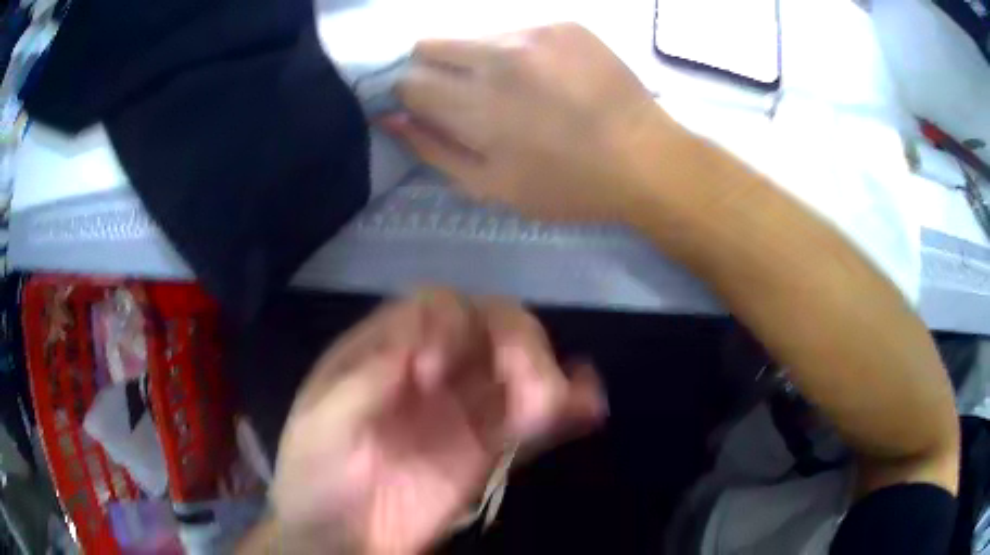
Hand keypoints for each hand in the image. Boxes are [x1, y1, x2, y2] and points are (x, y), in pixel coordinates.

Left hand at [266, 290, 604, 553]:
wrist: (339, 537)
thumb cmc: (315, 475)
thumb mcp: (319, 423)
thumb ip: (361, 382)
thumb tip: (414, 345)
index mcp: (387, 349)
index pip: (435, 307)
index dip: (447, 325)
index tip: (433, 372)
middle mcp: (434, 367)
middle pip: (490, 325)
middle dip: (514, 340)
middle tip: (521, 381)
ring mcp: (465, 408)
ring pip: (519, 366)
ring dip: (546, 370)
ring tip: (553, 400)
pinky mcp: (489, 449)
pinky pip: (534, 420)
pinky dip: (567, 407)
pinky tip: (588, 406)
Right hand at [384, 23, 682, 221]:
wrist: (644, 158)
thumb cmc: (566, 185)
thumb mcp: (491, 187)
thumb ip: (433, 149)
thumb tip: (391, 117)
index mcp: (476, 105)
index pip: (408, 80)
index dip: (410, 95)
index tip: (427, 107)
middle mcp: (497, 56)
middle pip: (428, 44)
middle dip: (432, 69)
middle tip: (463, 95)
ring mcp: (534, 33)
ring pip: (473, 35)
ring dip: (477, 59)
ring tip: (514, 87)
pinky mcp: (563, 24)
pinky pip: (517, 30)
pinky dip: (517, 52)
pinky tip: (546, 76)